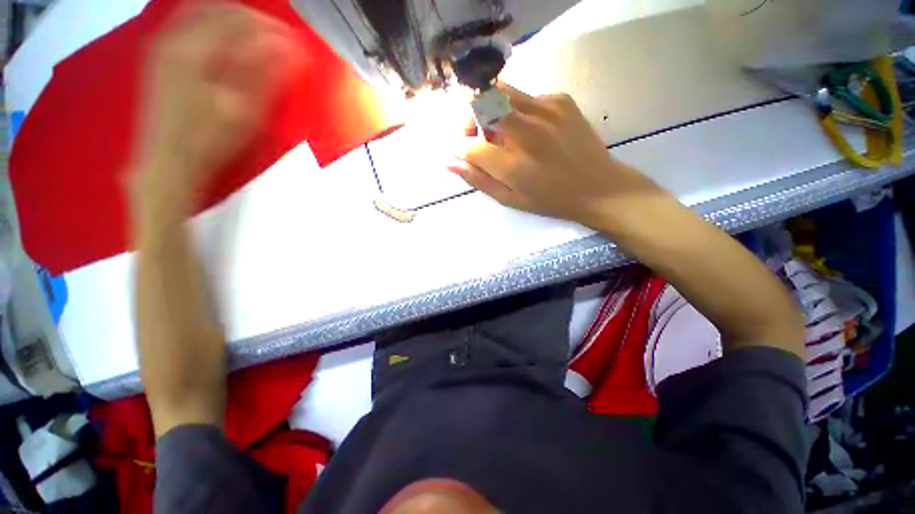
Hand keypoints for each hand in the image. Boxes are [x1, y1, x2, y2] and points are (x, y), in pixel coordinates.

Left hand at [132, 3, 298, 200]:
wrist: (169, 162)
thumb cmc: (210, 141)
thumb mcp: (245, 112)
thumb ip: (267, 76)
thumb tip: (293, 49)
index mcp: (194, 49)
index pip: (238, 18)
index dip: (270, 26)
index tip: (294, 41)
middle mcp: (174, 37)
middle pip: (218, 8)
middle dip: (253, 19)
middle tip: (279, 37)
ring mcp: (163, 45)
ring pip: (203, 12)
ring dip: (234, 19)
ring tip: (259, 37)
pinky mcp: (161, 56)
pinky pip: (189, 23)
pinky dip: (215, 26)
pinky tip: (230, 41)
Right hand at [449, 84, 662, 228]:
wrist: (599, 187)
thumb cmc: (550, 200)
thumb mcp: (510, 199)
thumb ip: (479, 180)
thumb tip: (450, 162)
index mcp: (513, 165)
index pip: (470, 145)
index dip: (459, 145)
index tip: (461, 150)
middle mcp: (526, 130)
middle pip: (480, 101)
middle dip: (469, 117)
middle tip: (477, 135)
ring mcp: (545, 109)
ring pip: (500, 91)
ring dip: (490, 109)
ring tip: (502, 133)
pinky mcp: (560, 100)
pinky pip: (525, 97)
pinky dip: (516, 111)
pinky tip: (529, 131)